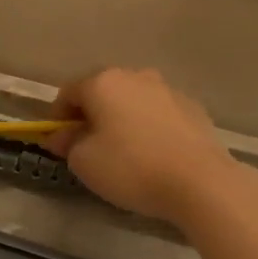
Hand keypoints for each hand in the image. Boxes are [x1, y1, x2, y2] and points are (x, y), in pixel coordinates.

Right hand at [45, 68, 238, 222]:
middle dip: (91, 115)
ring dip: (121, 119)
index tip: (58, 142)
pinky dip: (149, 127)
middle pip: (102, 92)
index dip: (57, 117)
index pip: (68, 93)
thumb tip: (63, 135)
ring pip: (132, 101)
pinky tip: (153, 154)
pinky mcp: (193, 108)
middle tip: (88, 147)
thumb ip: (68, 143)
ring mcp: (168, 90)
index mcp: (103, 83)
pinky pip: (158, 114)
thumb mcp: (84, 162)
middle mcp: (135, 76)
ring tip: (123, 152)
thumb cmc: (131, 168)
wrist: (200, 182)